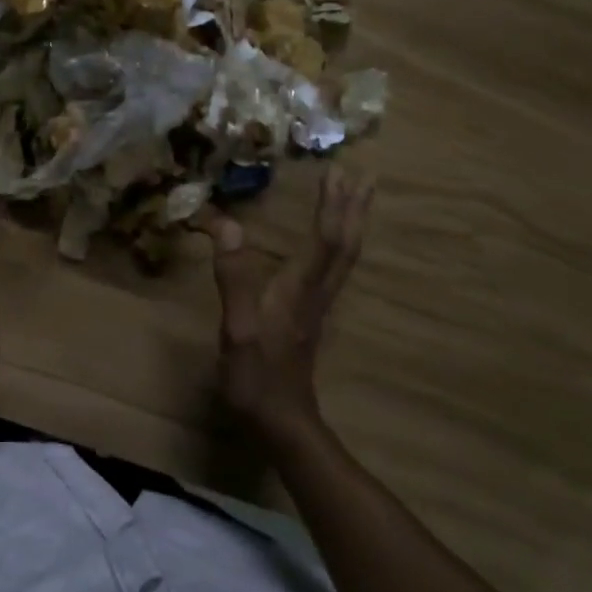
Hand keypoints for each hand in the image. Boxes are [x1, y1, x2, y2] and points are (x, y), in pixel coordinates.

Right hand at [204, 167, 374, 435]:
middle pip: (344, 245)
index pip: (325, 240)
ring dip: (351, 224)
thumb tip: (227, 224)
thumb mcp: (237, 327)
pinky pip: (332, 270)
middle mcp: (315, 293)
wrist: (280, 420)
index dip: (332, 205)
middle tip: (363, 175)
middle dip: (352, 208)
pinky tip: (330, 244)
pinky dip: (338, 246)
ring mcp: (316, 307)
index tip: (337, 171)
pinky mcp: (309, 318)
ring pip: (343, 258)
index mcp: (299, 290)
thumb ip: (234, 277)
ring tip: (356, 199)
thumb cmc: (256, 375)